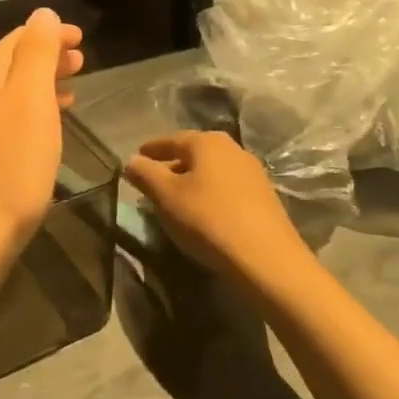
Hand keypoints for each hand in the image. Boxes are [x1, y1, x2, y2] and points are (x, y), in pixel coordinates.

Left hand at [0, 8, 83, 277]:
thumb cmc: (9, 169)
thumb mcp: (30, 101)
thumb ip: (36, 53)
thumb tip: (42, 13)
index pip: (20, 37)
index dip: (51, 33)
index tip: (81, 38)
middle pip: (13, 62)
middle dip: (47, 55)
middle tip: (81, 60)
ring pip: (11, 91)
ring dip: (42, 83)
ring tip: (72, 87)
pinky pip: (8, 118)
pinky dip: (32, 112)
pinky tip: (46, 129)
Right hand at [124, 131, 310, 284]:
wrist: (267, 259)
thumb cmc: (208, 220)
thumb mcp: (166, 197)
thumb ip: (145, 174)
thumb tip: (131, 161)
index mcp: (207, 142)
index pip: (171, 139)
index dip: (151, 150)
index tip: (136, 158)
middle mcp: (232, 149)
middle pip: (194, 154)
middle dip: (172, 166)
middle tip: (153, 183)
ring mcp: (253, 172)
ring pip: (212, 171)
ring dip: (192, 182)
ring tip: (176, 200)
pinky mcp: (265, 197)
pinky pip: (228, 188)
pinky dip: (211, 194)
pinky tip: (204, 213)